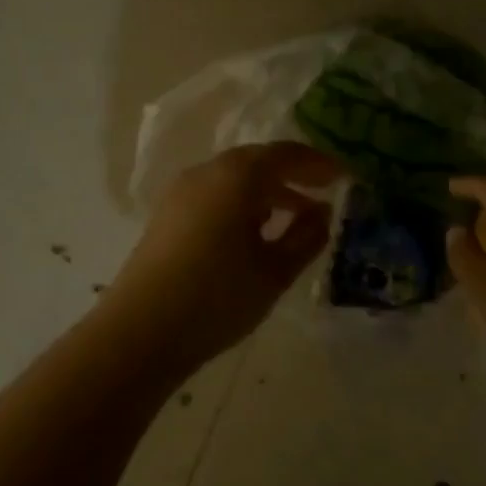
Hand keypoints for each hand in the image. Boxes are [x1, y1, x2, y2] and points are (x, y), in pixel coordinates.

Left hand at [100, 143, 339, 376]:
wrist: (140, 331)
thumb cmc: (218, 296)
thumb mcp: (275, 271)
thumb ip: (306, 237)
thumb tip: (322, 213)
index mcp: (237, 176)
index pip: (286, 154)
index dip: (318, 163)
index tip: (344, 176)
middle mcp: (207, 172)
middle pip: (257, 161)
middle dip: (292, 174)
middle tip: (322, 191)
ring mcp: (181, 192)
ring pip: (234, 178)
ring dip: (267, 190)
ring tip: (294, 216)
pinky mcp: (167, 215)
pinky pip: (214, 194)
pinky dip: (241, 202)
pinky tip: (253, 232)